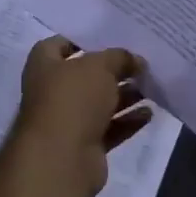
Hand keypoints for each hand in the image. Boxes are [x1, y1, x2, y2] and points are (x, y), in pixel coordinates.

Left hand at [9, 37, 151, 196]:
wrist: (61, 159)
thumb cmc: (73, 99)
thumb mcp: (99, 66)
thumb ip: (119, 57)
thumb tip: (135, 60)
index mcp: (44, 66)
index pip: (60, 44)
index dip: (83, 39)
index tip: (111, 37)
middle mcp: (52, 91)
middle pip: (86, 75)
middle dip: (113, 69)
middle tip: (141, 62)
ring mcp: (68, 121)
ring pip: (100, 103)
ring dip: (125, 95)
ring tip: (151, 86)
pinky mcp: (85, 146)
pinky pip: (110, 128)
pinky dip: (128, 121)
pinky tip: (149, 113)